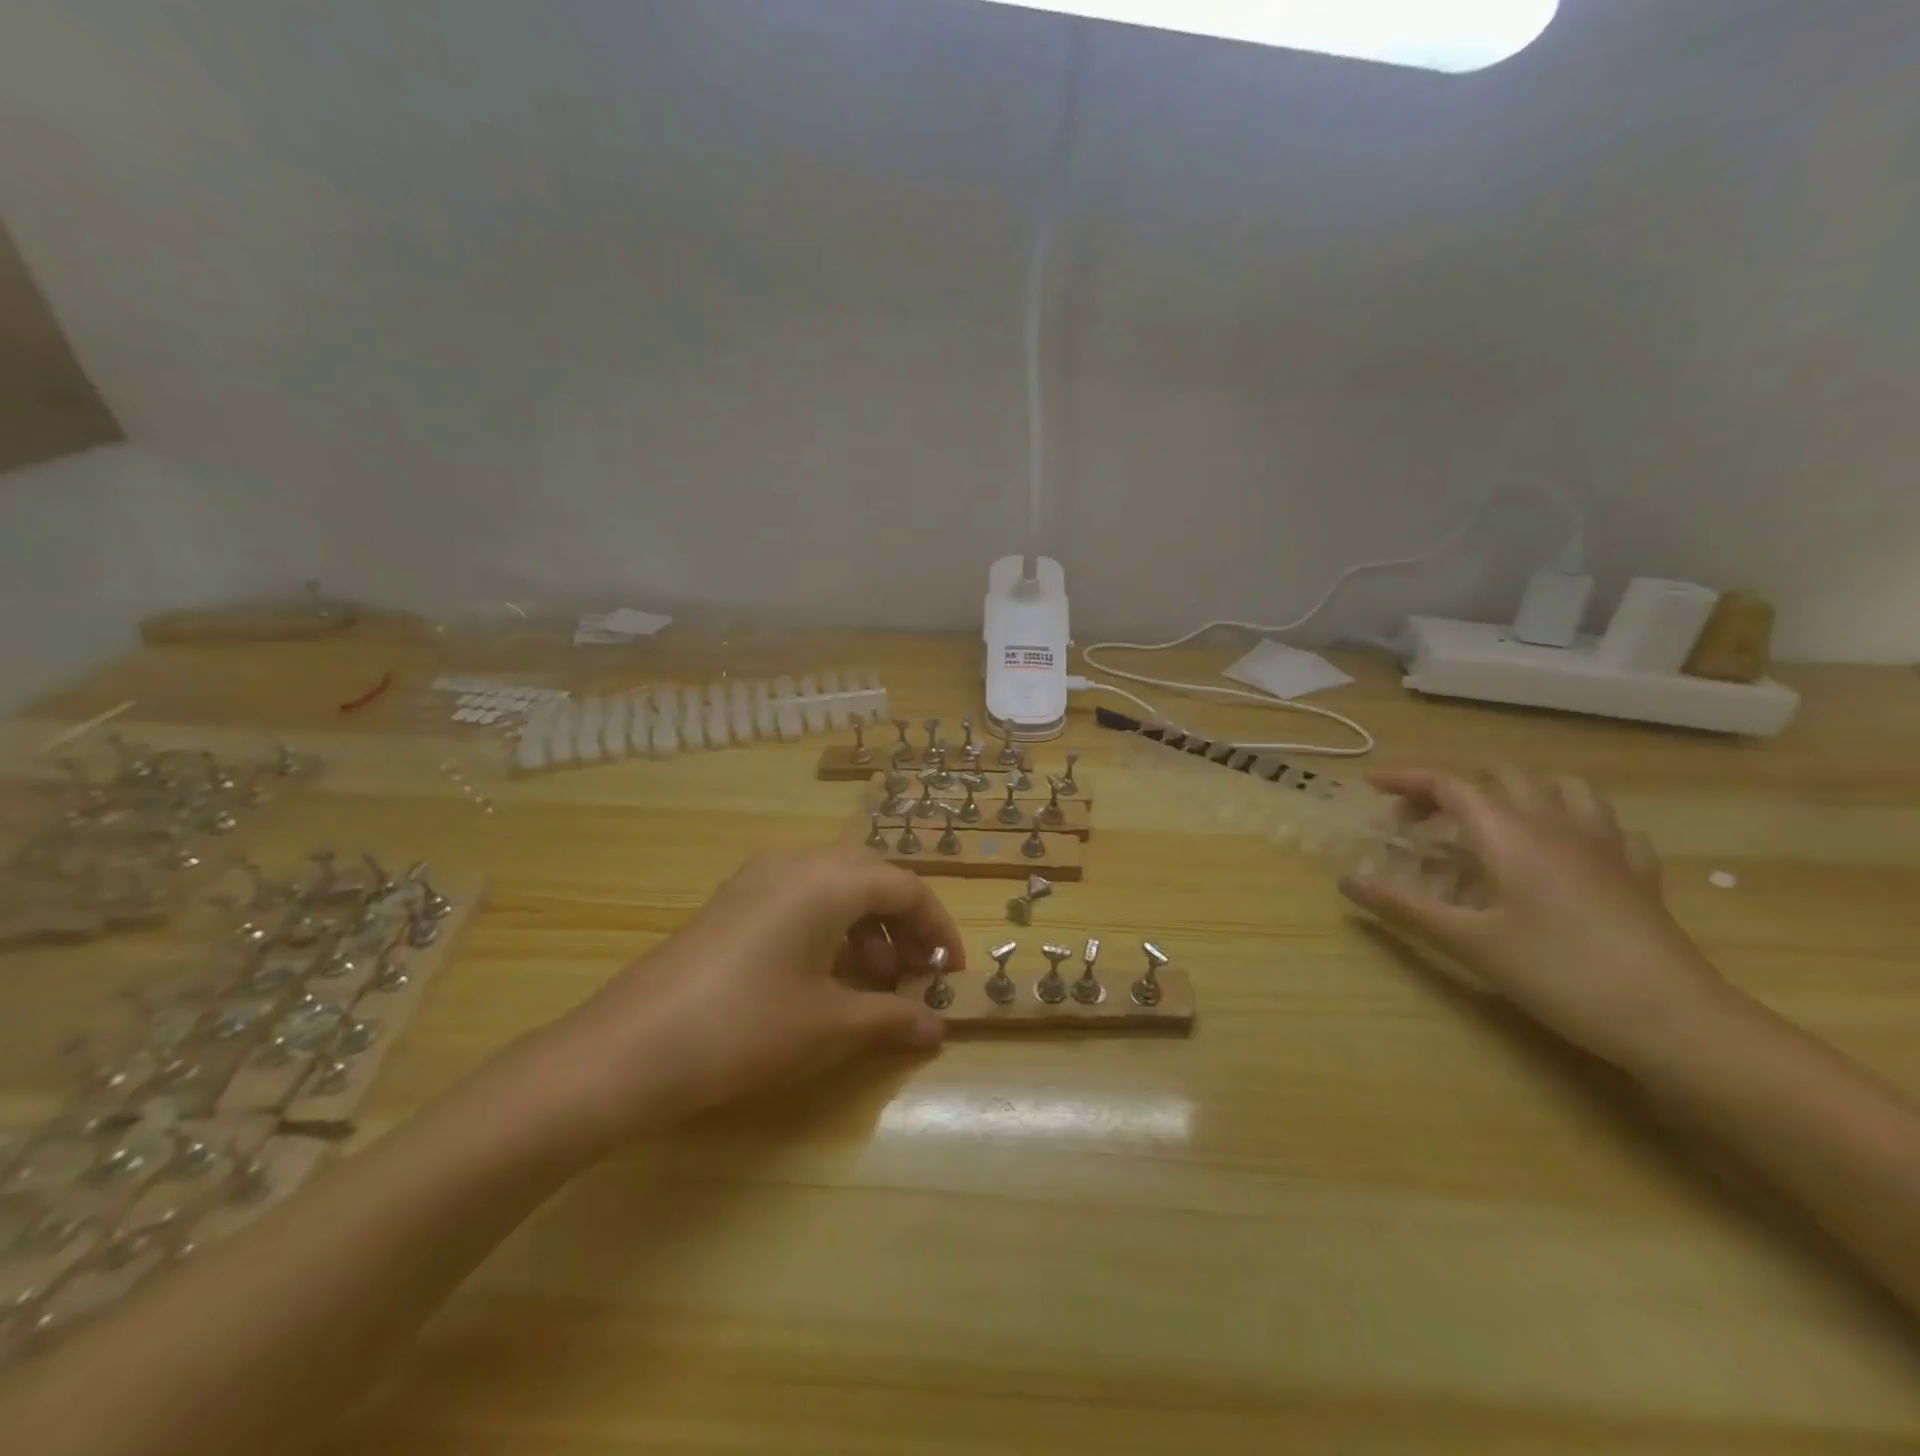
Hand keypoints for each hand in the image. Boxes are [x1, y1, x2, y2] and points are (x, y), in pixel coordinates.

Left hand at [553, 846, 963, 1131]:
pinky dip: (827, 928)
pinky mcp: (731, 902)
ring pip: (833, 887)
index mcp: (829, 880)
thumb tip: (938, 1027)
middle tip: (911, 974)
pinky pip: (798, 899)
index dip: (937, 928)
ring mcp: (757, 879)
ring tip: (869, 984)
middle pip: (870, 877)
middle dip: (901, 924)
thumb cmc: (747, 1027)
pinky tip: (820, 978)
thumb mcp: (830, 1026)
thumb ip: (893, 1019)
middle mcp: (796, 864)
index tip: (950, 973)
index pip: (906, 887)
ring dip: (864, 927)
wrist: (631, 1048)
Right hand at [1339, 765, 1738, 1069]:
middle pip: (1501, 777)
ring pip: (1561, 788)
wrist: (1675, 1020)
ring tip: (1491, 818)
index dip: (1406, 778)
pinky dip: (1572, 822)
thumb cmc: (1559, 974)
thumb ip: (1403, 907)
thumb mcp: (1467, 942)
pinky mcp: (1638, 873)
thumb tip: (1347, 880)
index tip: (1371, 785)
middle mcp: (1556, 825)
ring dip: (1517, 790)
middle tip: (1421, 818)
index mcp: (1510, 834)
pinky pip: (1605, 825)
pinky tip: (1564, 848)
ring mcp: (1605, 846)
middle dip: (1453, 786)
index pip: (1450, 784)